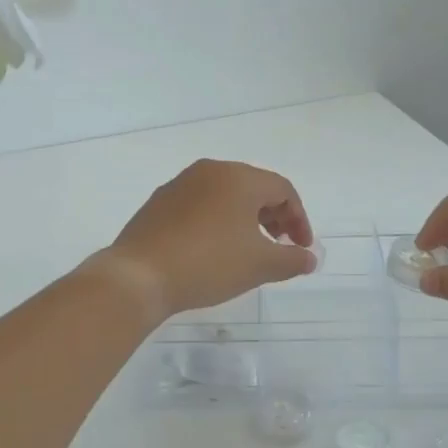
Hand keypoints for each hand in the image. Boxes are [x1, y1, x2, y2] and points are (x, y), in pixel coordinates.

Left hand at [96, 160, 316, 319]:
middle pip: (253, 187)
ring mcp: (180, 184)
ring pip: (224, 195)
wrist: (139, 276)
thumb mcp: (260, 265)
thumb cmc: (208, 264)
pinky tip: (213, 249)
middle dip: (273, 216)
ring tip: (247, 249)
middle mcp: (209, 171)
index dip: (299, 219)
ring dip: (244, 218)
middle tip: (278, 246)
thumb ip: (292, 260)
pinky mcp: (159, 202)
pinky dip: (217, 221)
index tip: (301, 248)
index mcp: (238, 177)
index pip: (282, 189)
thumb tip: (309, 258)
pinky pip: (199, 205)